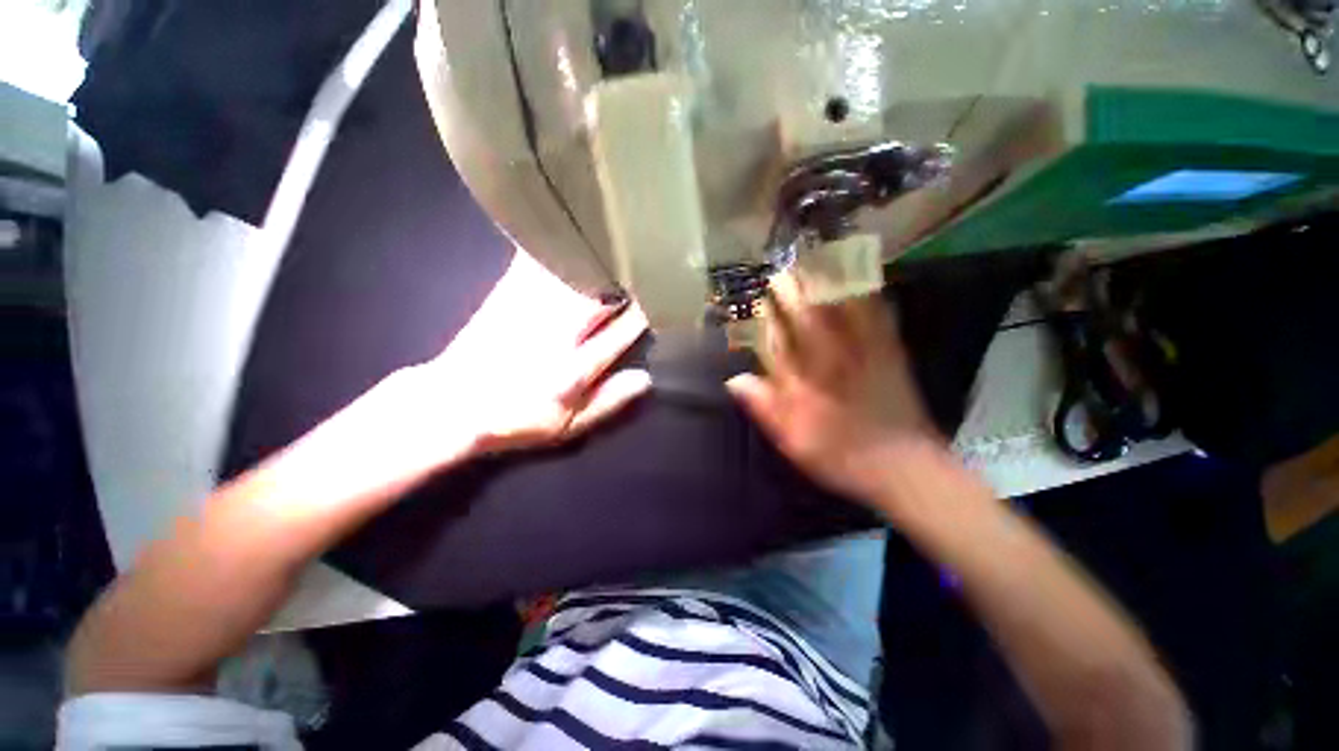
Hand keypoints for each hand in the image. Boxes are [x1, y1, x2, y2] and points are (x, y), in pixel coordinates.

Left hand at [409, 250, 651, 456]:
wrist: (452, 404)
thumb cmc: (517, 419)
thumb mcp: (568, 425)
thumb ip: (608, 401)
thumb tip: (645, 378)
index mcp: (574, 367)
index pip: (622, 331)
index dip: (646, 313)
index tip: (663, 297)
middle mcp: (556, 333)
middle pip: (601, 295)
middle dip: (627, 278)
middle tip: (647, 259)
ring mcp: (530, 309)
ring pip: (573, 273)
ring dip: (598, 257)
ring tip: (618, 239)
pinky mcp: (507, 294)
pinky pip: (534, 261)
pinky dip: (553, 244)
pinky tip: (565, 227)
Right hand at [726, 273, 938, 501]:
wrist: (904, 467)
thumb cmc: (841, 456)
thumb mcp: (794, 441)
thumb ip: (765, 408)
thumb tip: (734, 380)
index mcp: (806, 379)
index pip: (778, 340)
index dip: (764, 317)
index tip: (754, 300)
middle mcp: (832, 359)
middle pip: (806, 316)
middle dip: (792, 292)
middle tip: (780, 271)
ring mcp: (864, 352)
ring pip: (842, 309)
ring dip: (826, 284)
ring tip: (814, 261)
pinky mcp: (890, 353)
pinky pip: (878, 315)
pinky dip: (869, 294)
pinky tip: (864, 279)